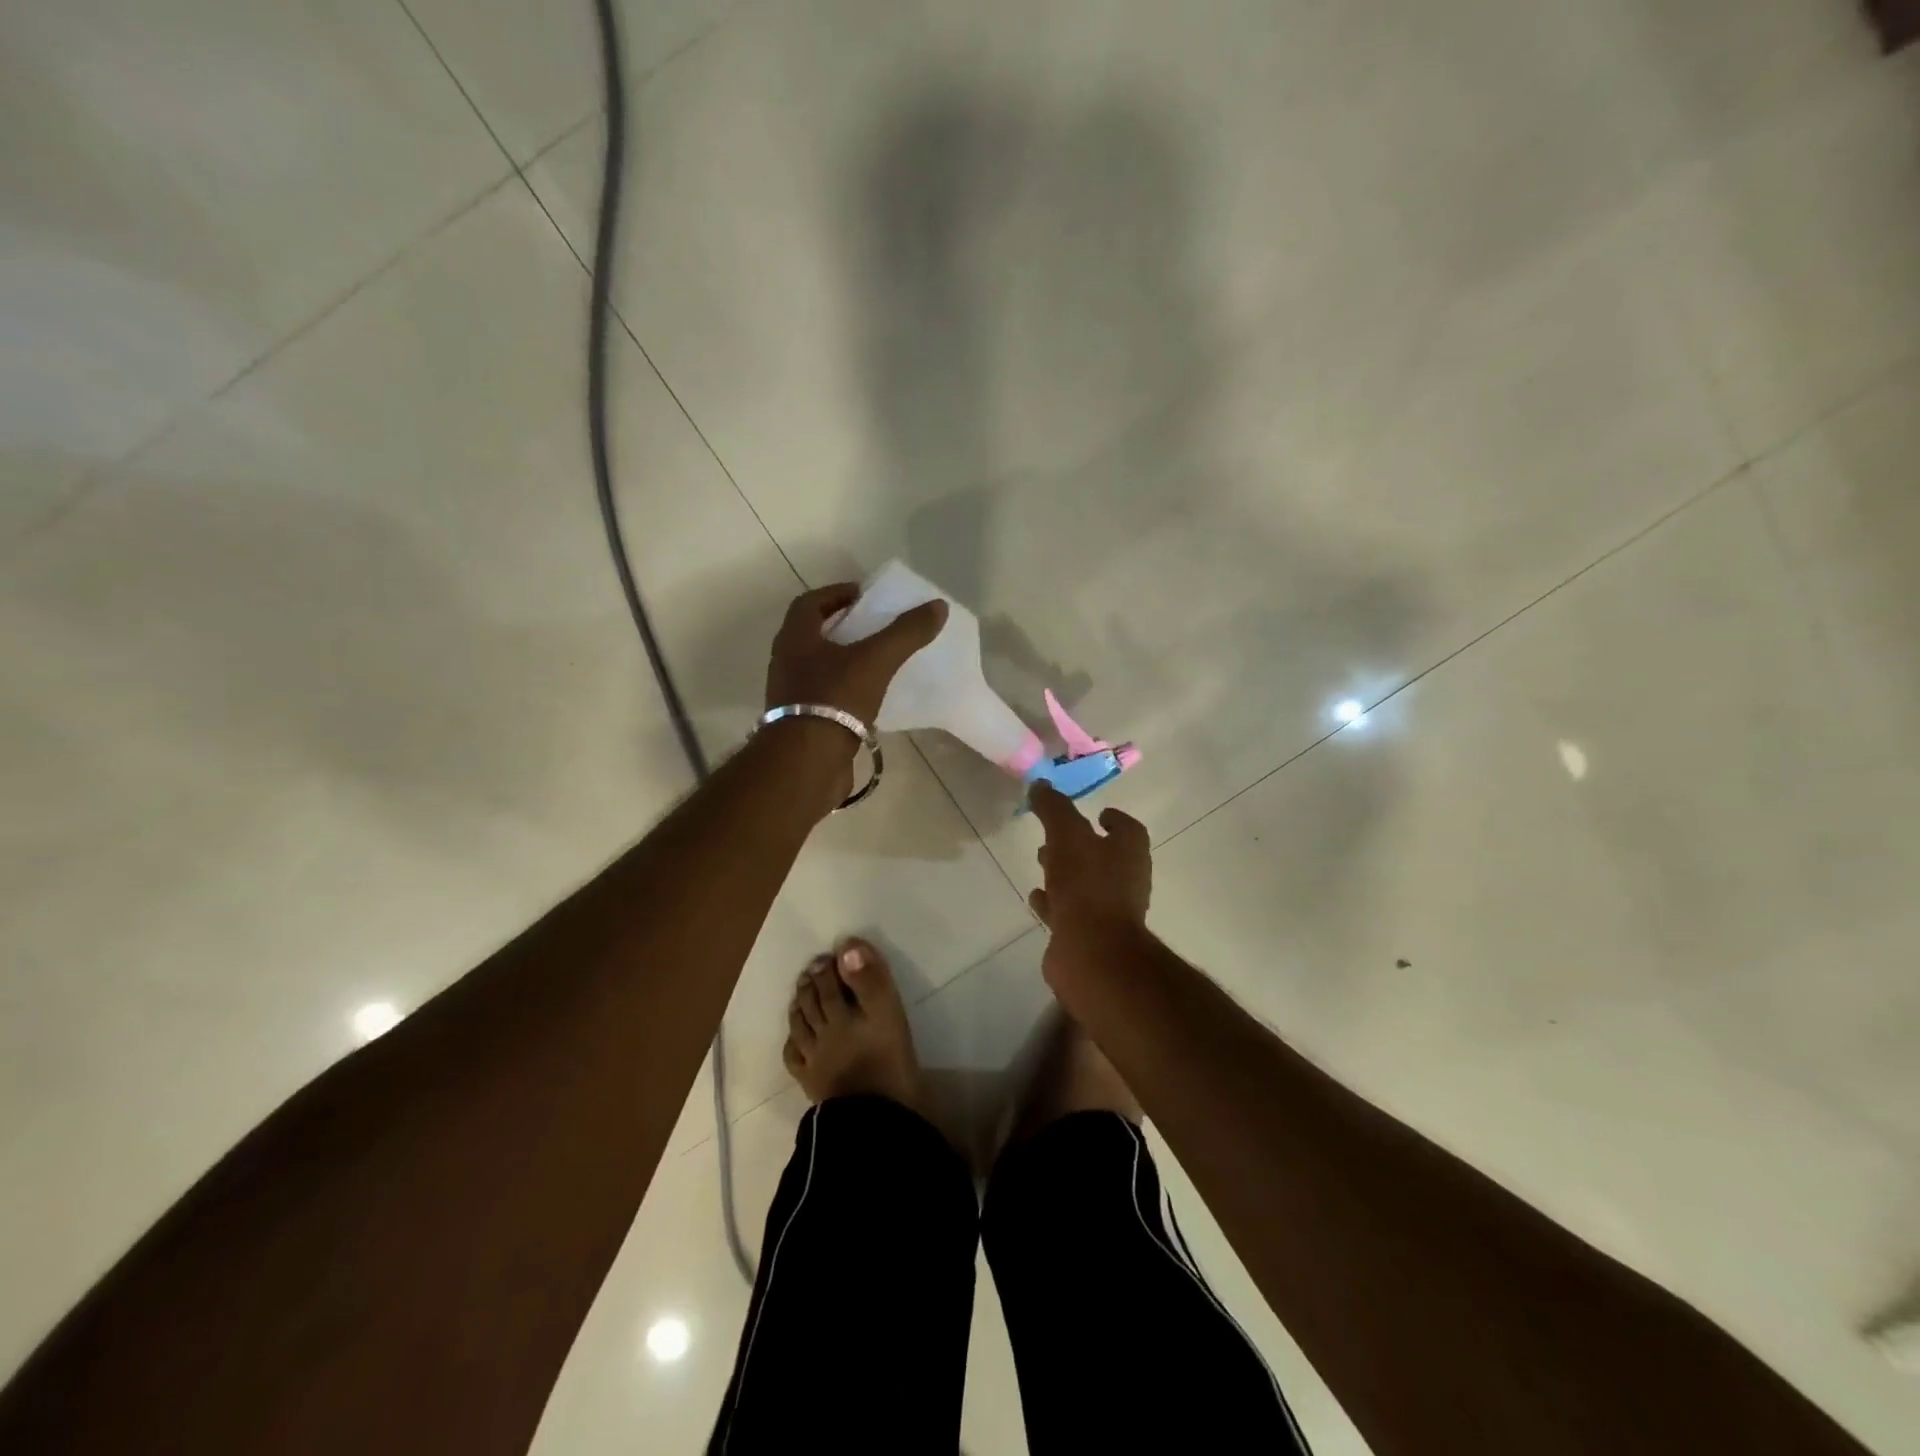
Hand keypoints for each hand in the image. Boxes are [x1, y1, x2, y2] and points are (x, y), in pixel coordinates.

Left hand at [764, 583, 947, 725]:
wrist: (807, 761)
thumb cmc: (835, 698)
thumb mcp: (876, 660)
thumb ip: (906, 632)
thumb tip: (938, 606)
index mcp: (795, 638)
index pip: (810, 603)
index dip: (837, 594)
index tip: (865, 596)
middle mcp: (786, 662)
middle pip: (813, 634)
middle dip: (842, 627)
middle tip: (874, 627)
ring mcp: (790, 694)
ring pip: (818, 666)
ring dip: (843, 660)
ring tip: (877, 661)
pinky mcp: (801, 722)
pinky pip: (824, 696)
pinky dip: (844, 690)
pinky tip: (869, 698)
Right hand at [1027, 781, 1152, 978]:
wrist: (1092, 952)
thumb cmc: (1087, 885)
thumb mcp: (1067, 836)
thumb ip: (1054, 809)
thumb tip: (1040, 785)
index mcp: (1130, 853)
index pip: (1129, 829)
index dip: (1114, 819)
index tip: (1096, 813)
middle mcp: (1126, 880)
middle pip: (1105, 856)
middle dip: (1080, 845)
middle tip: (1054, 837)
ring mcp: (1109, 911)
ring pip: (1086, 884)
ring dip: (1066, 873)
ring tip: (1041, 862)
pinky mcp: (1089, 935)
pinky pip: (1070, 912)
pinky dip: (1055, 902)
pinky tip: (1036, 897)